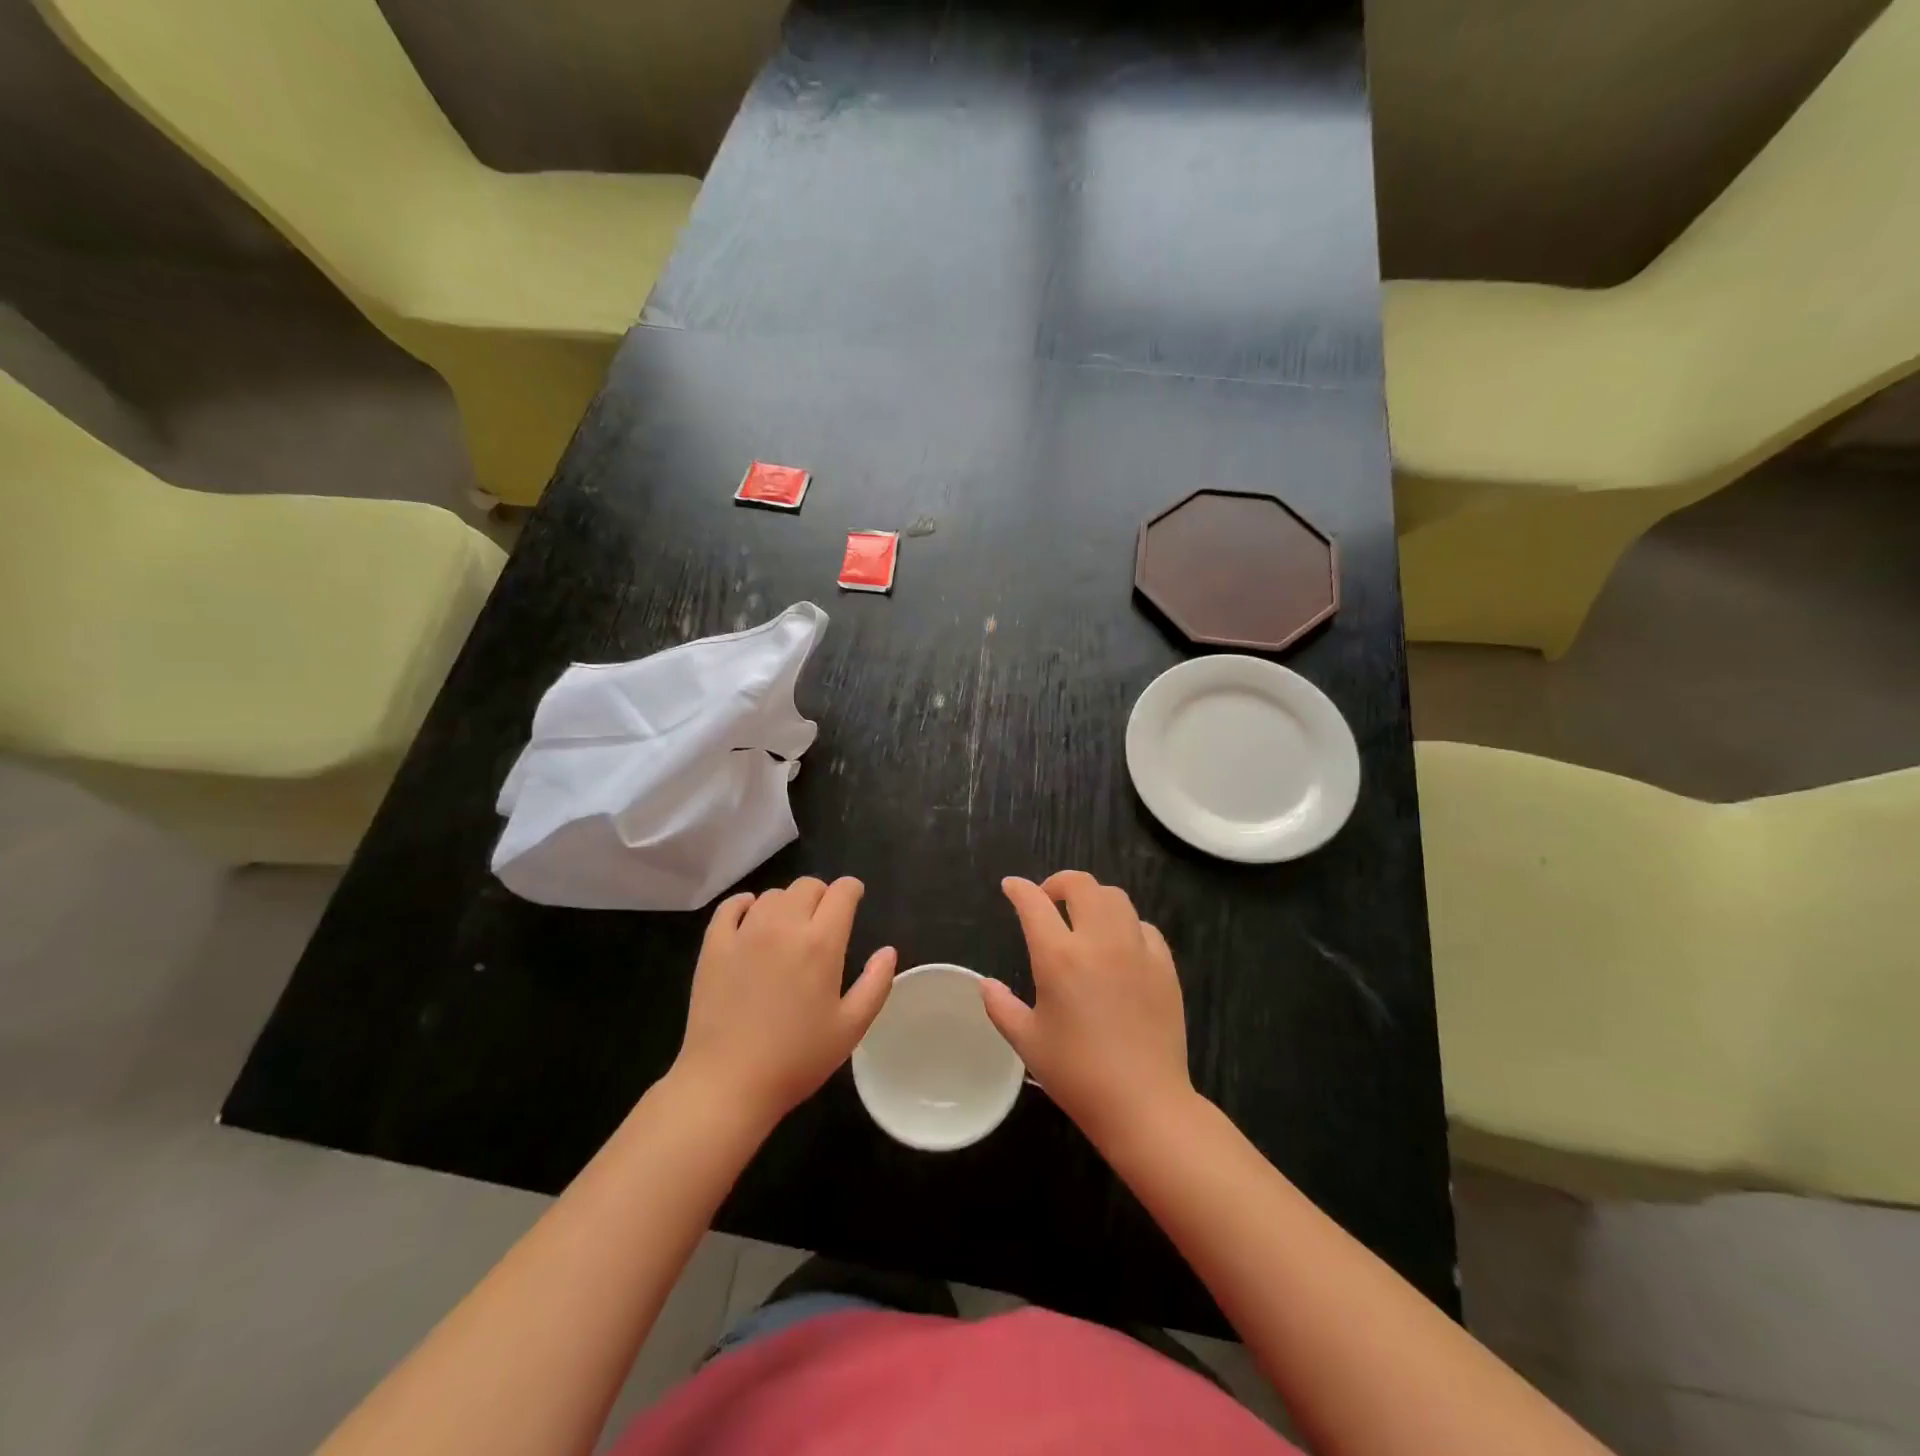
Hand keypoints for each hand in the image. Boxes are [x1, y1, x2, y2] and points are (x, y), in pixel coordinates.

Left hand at [673, 876, 895, 1129]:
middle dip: (822, 895)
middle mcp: (784, 925)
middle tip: (823, 921)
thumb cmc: (796, 1059)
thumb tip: (888, 952)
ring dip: (787, 903)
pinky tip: (750, 918)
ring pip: (772, 895)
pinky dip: (746, 905)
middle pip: (807, 885)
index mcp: (822, 942)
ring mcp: (745, 932)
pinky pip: (731, 906)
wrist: (727, 1083)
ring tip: (788, 928)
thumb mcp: (851, 1028)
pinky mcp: (714, 945)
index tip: (854, 900)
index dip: (853, 890)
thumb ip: (876, 984)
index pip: (842, 892)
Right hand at [983, 871, 1194, 1146]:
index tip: (1011, 887)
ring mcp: (1137, 950)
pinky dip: (1125, 924)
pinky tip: (1119, 945)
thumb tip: (985, 984)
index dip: (1019, 889)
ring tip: (1084, 917)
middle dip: (1058, 882)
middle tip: (1049, 900)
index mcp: (1059, 957)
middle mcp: (1099, 941)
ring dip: (1093, 898)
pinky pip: (1143, 926)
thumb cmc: (1077, 1074)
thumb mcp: (1027, 1042)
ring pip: (1116, 897)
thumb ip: (1001, 1006)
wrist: (1144, 1103)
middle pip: (1081, 884)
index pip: (1033, 903)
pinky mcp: (1164, 965)